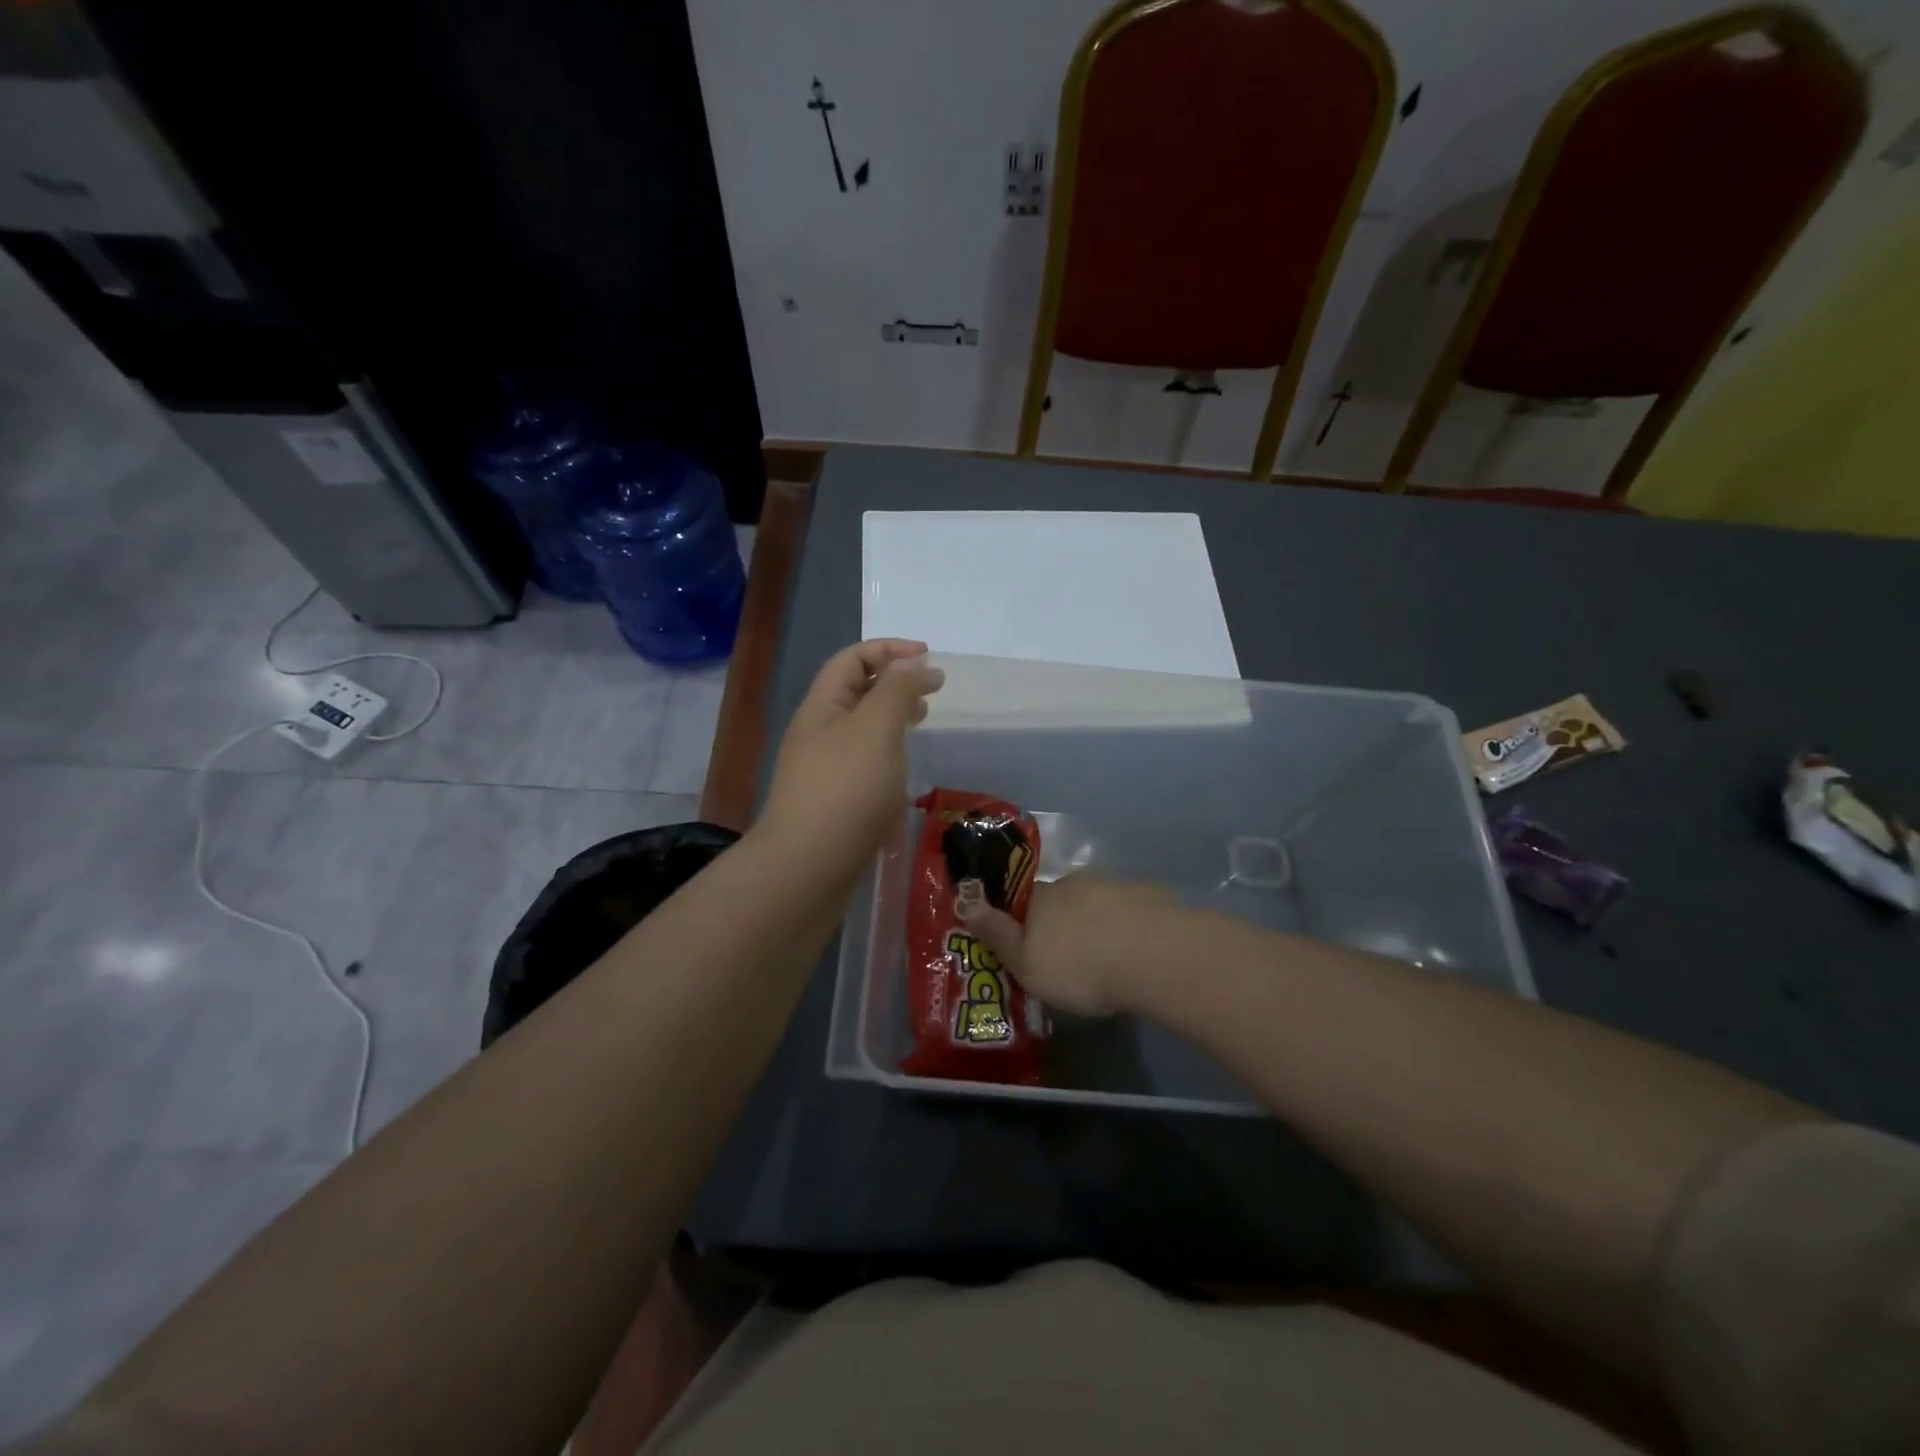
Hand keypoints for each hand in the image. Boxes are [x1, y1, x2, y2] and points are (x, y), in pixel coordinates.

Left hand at [755, 639, 943, 885]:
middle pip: (856, 694)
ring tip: (921, 729)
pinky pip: (864, 771)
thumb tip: (914, 665)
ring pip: (862, 734)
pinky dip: (888, 764)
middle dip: (894, 684)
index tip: (929, 658)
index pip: (852, 659)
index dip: (889, 649)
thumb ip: (897, 690)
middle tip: (930, 695)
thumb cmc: (845, 790)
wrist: (807, 869)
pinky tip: (905, 783)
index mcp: (822, 708)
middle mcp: (819, 735)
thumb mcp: (876, 728)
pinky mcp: (834, 806)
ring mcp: (824, 773)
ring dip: (893, 724)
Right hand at [959, 874, 1181, 1015]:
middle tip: (1073, 960)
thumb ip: (997, 935)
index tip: (1032, 947)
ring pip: (1097, 904)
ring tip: (1108, 960)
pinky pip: (1130, 911)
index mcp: (1042, 900)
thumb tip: (965, 902)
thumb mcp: (1027, 964)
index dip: (1025, 922)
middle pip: (1062, 902)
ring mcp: (1114, 886)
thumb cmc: (1079, 967)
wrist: (1152, 955)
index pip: (1024, 902)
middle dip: (1064, 924)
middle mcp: (1074, 884)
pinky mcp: (1149, 896)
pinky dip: (1128, 927)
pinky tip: (1137, 954)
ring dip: (1098, 924)